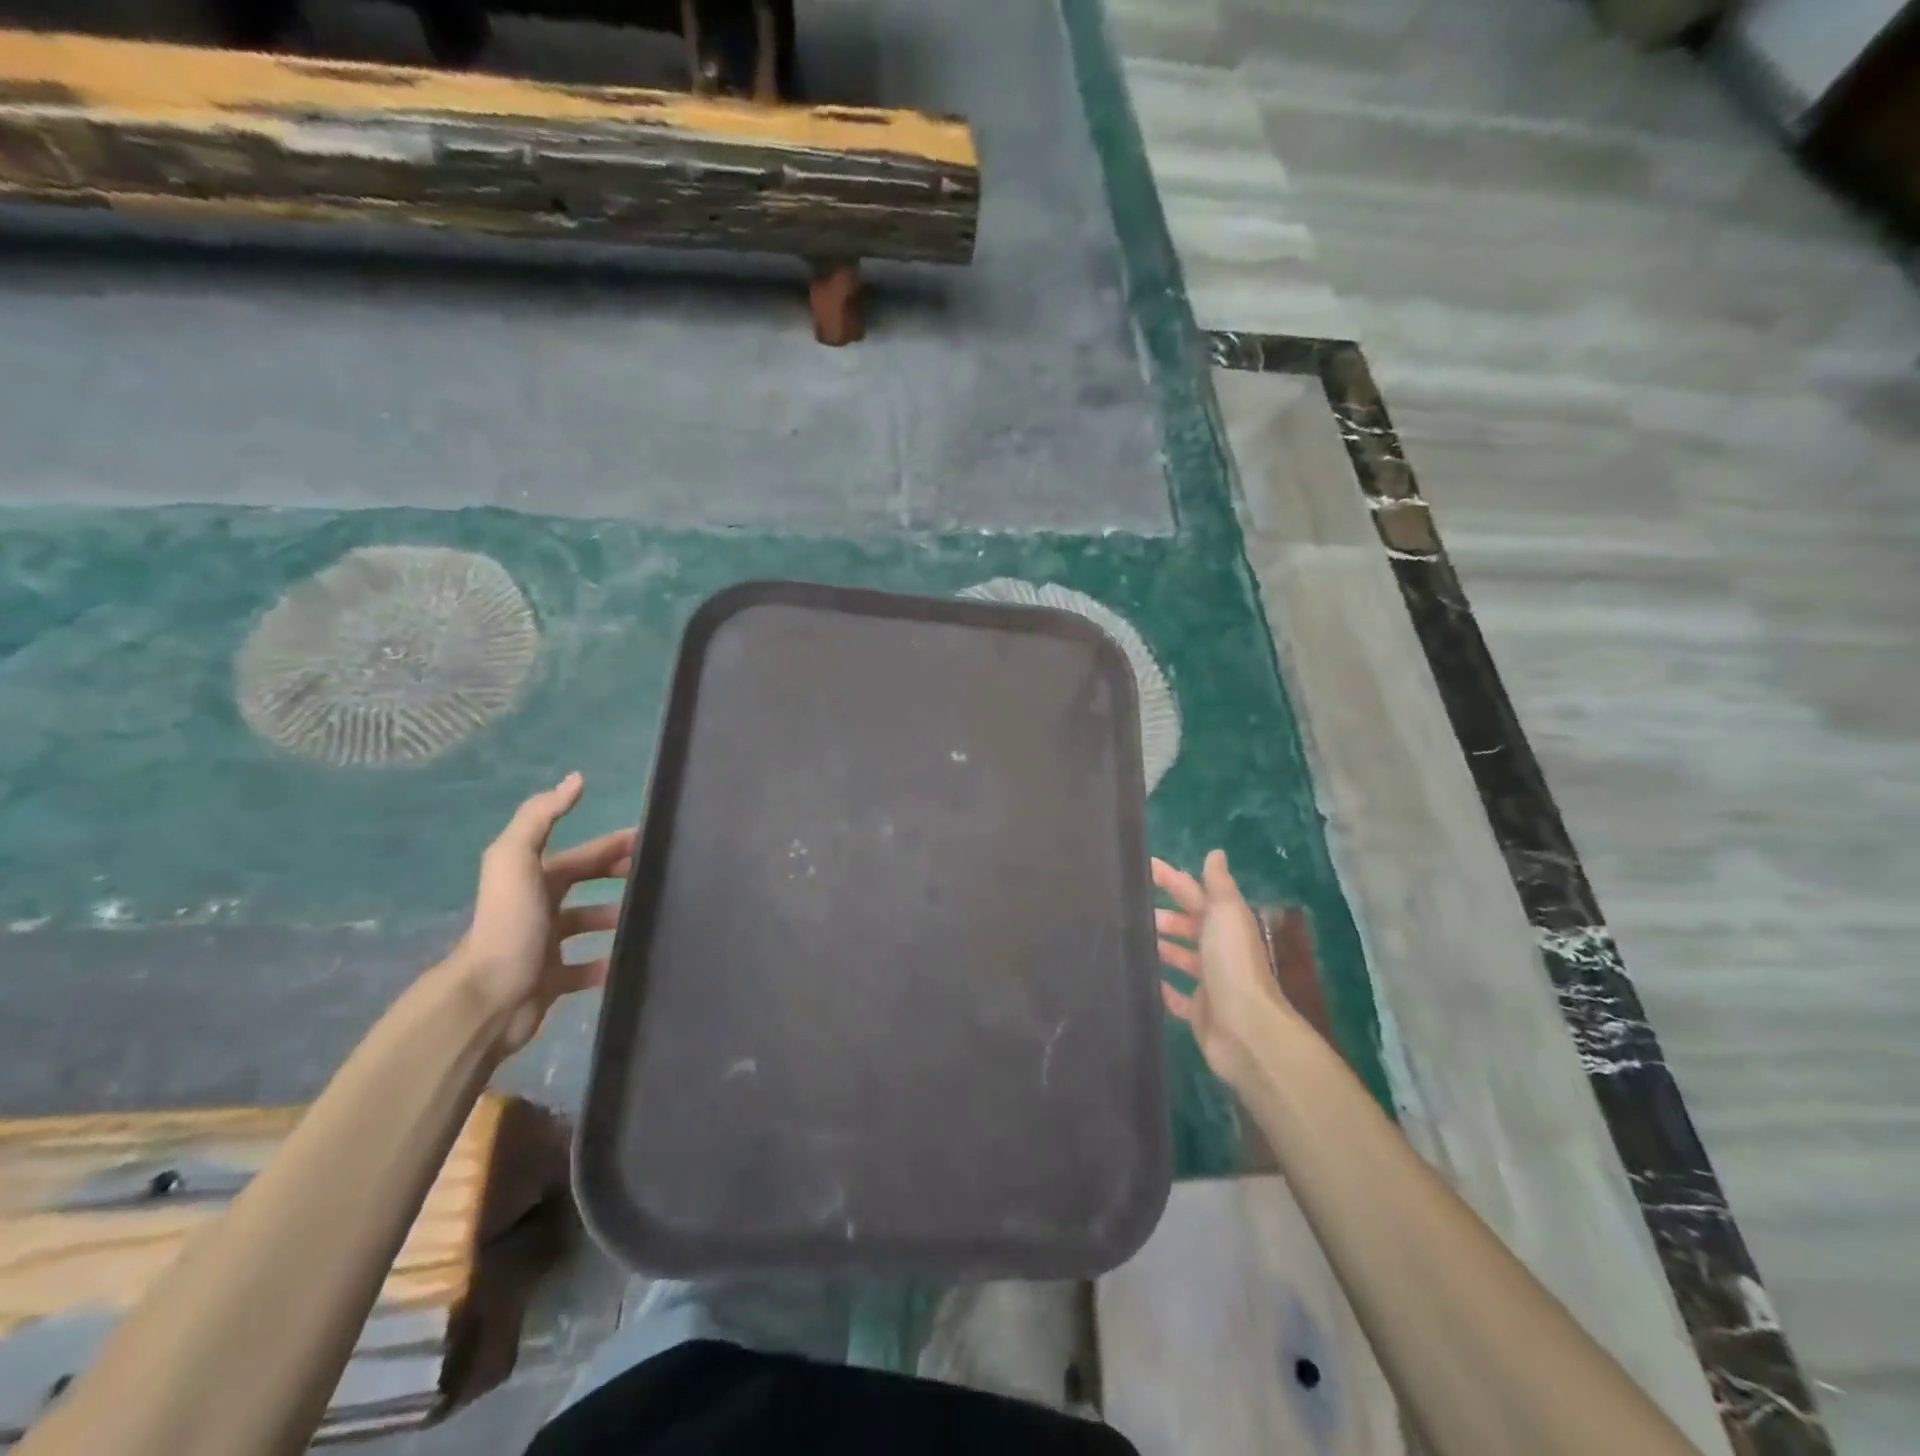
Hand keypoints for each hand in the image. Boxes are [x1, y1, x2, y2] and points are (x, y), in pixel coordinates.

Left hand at [454, 772, 635, 1054]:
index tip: (650, 844)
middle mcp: (537, 908)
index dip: (612, 847)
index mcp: (533, 878)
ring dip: (615, 919)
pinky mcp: (551, 981)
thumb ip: (540, 817)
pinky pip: (587, 969)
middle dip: (617, 878)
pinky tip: (629, 961)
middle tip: (658, 879)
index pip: (581, 855)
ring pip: (587, 925)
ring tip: (648, 919)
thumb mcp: (517, 860)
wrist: (488, 999)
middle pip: (585, 885)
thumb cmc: (510, 925)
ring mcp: (544, 946)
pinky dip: (607, 964)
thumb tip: (575, 779)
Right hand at [1153, 851, 1300, 1089]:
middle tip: (1129, 908)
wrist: (1246, 1030)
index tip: (1142, 868)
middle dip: (1164, 915)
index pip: (1195, 893)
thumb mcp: (1226, 915)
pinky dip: (1162, 986)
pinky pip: (1175, 995)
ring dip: (1162, 946)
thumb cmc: (1233, 965)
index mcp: (1226, 924)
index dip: (1171, 879)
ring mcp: (1209, 982)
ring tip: (1130, 939)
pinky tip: (1142, 978)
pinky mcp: (1198, 1011)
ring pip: (1181, 957)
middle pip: (1189, 925)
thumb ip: (1218, 885)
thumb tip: (1216, 852)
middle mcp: (1220, 950)